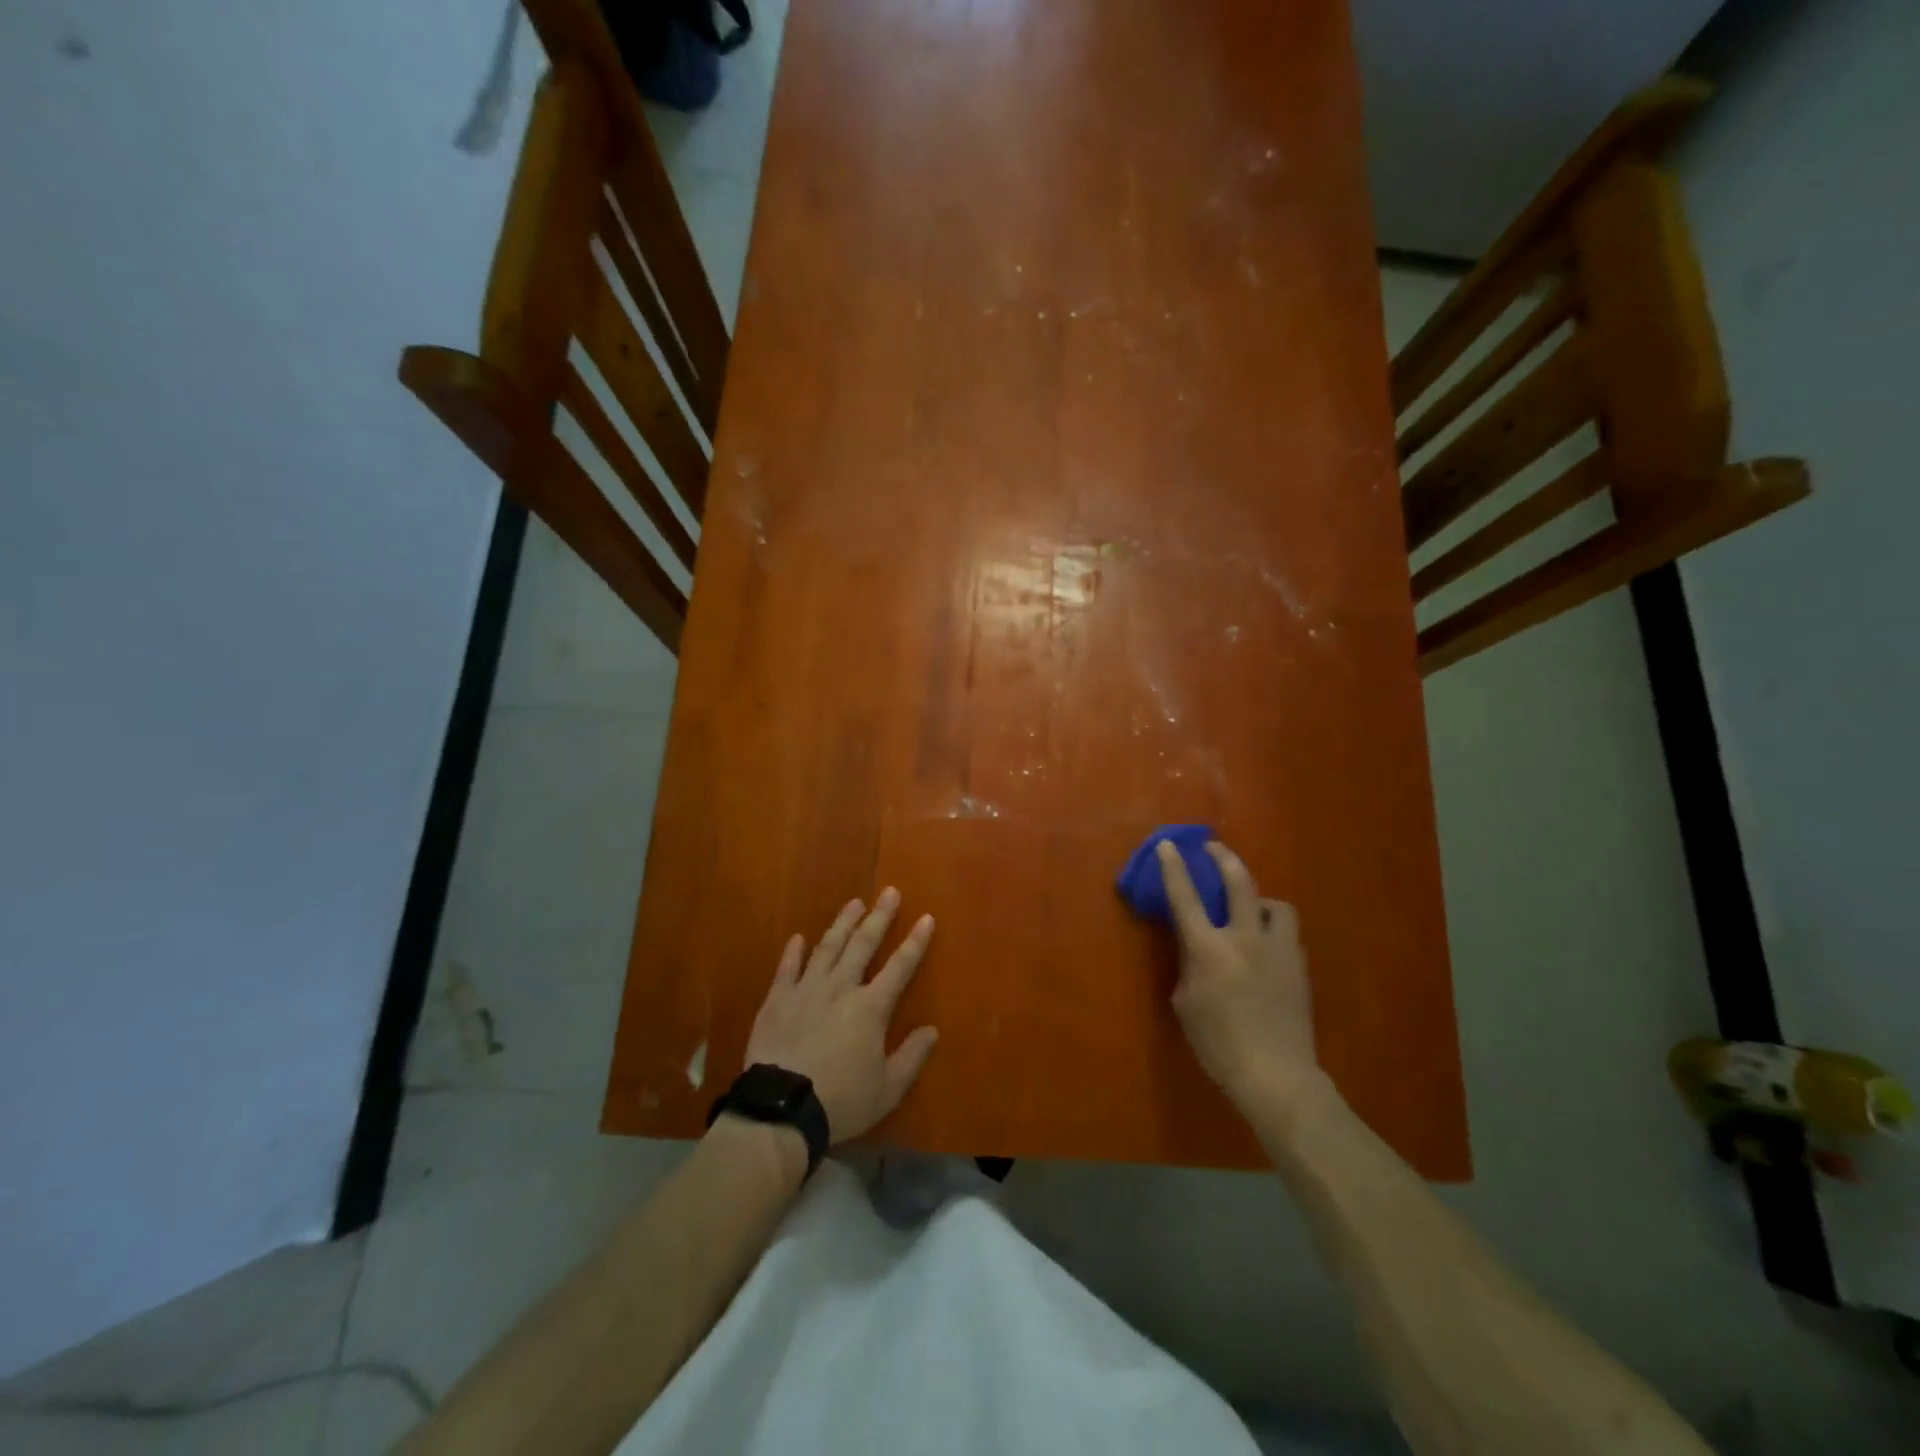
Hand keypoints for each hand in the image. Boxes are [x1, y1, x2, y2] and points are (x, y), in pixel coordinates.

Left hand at [743, 888, 939, 1142]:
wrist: (782, 1110)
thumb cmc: (841, 1101)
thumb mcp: (888, 1089)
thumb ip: (912, 1057)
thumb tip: (932, 1030)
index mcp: (870, 1008)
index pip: (900, 966)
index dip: (915, 942)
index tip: (926, 917)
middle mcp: (840, 988)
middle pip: (863, 945)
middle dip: (879, 917)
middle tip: (889, 891)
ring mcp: (806, 990)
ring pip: (828, 948)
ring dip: (842, 924)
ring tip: (853, 903)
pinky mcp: (777, 1000)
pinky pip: (787, 969)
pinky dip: (793, 952)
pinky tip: (798, 938)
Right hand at [1157, 840, 1323, 1115]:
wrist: (1275, 1075)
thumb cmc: (1218, 1044)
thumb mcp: (1186, 1003)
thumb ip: (1189, 967)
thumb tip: (1197, 951)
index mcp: (1209, 948)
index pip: (1186, 897)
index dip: (1174, 867)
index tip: (1168, 844)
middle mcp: (1245, 938)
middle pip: (1239, 883)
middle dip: (1224, 858)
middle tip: (1214, 848)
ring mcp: (1278, 951)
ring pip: (1275, 905)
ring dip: (1259, 898)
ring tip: (1250, 907)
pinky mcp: (1299, 968)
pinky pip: (1287, 933)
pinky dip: (1273, 928)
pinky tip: (1266, 943)